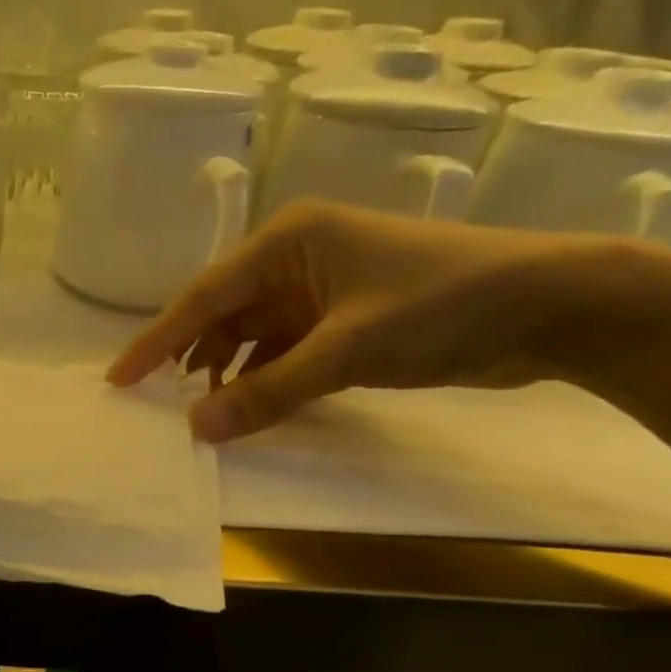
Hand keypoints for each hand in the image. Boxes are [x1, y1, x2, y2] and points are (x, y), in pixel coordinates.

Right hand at [107, 199, 653, 441]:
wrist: (552, 305)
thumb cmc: (444, 305)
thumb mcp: (348, 349)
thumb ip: (269, 391)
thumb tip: (196, 431)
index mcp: (287, 240)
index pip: (203, 296)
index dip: (156, 341)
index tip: (118, 379)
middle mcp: (295, 258)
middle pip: (222, 315)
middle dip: (189, 359)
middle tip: (152, 404)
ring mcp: (320, 290)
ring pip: (251, 337)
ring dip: (227, 374)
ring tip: (200, 415)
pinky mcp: (343, 319)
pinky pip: (283, 352)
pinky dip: (264, 379)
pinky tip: (249, 407)